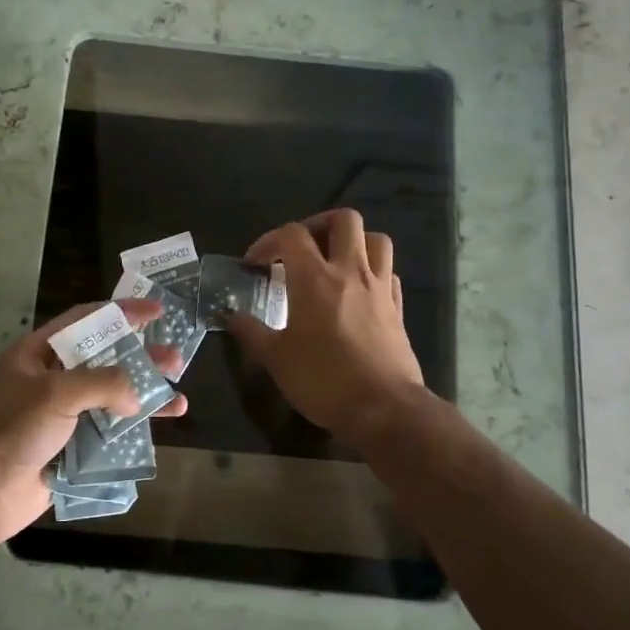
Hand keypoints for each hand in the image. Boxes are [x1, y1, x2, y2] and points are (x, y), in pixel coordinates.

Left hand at [0, 300, 186, 547]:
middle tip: (176, 359)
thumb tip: (135, 397)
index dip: (120, 312)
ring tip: (179, 400)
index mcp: (39, 353)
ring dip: (143, 397)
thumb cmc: (12, 428)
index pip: (85, 321)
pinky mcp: (70, 449)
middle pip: (104, 360)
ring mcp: (62, 416)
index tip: (155, 310)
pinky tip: (157, 431)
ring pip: (111, 398)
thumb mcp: (56, 392)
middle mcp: (52, 379)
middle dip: (141, 358)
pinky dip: (132, 431)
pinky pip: (107, 434)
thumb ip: (103, 383)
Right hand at [228, 209, 424, 439]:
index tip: (255, 265)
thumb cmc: (323, 380)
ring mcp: (379, 288)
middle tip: (301, 248)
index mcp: (314, 278)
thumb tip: (232, 316)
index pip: (291, 234)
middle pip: (343, 220)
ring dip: (353, 242)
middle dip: (318, 225)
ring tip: (334, 261)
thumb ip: (251, 332)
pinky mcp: (398, 308)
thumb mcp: (276, 358)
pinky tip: (358, 291)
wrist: (384, 409)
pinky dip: (372, 271)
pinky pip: (389, 272)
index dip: (268, 241)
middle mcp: (350, 272)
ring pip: (375, 239)